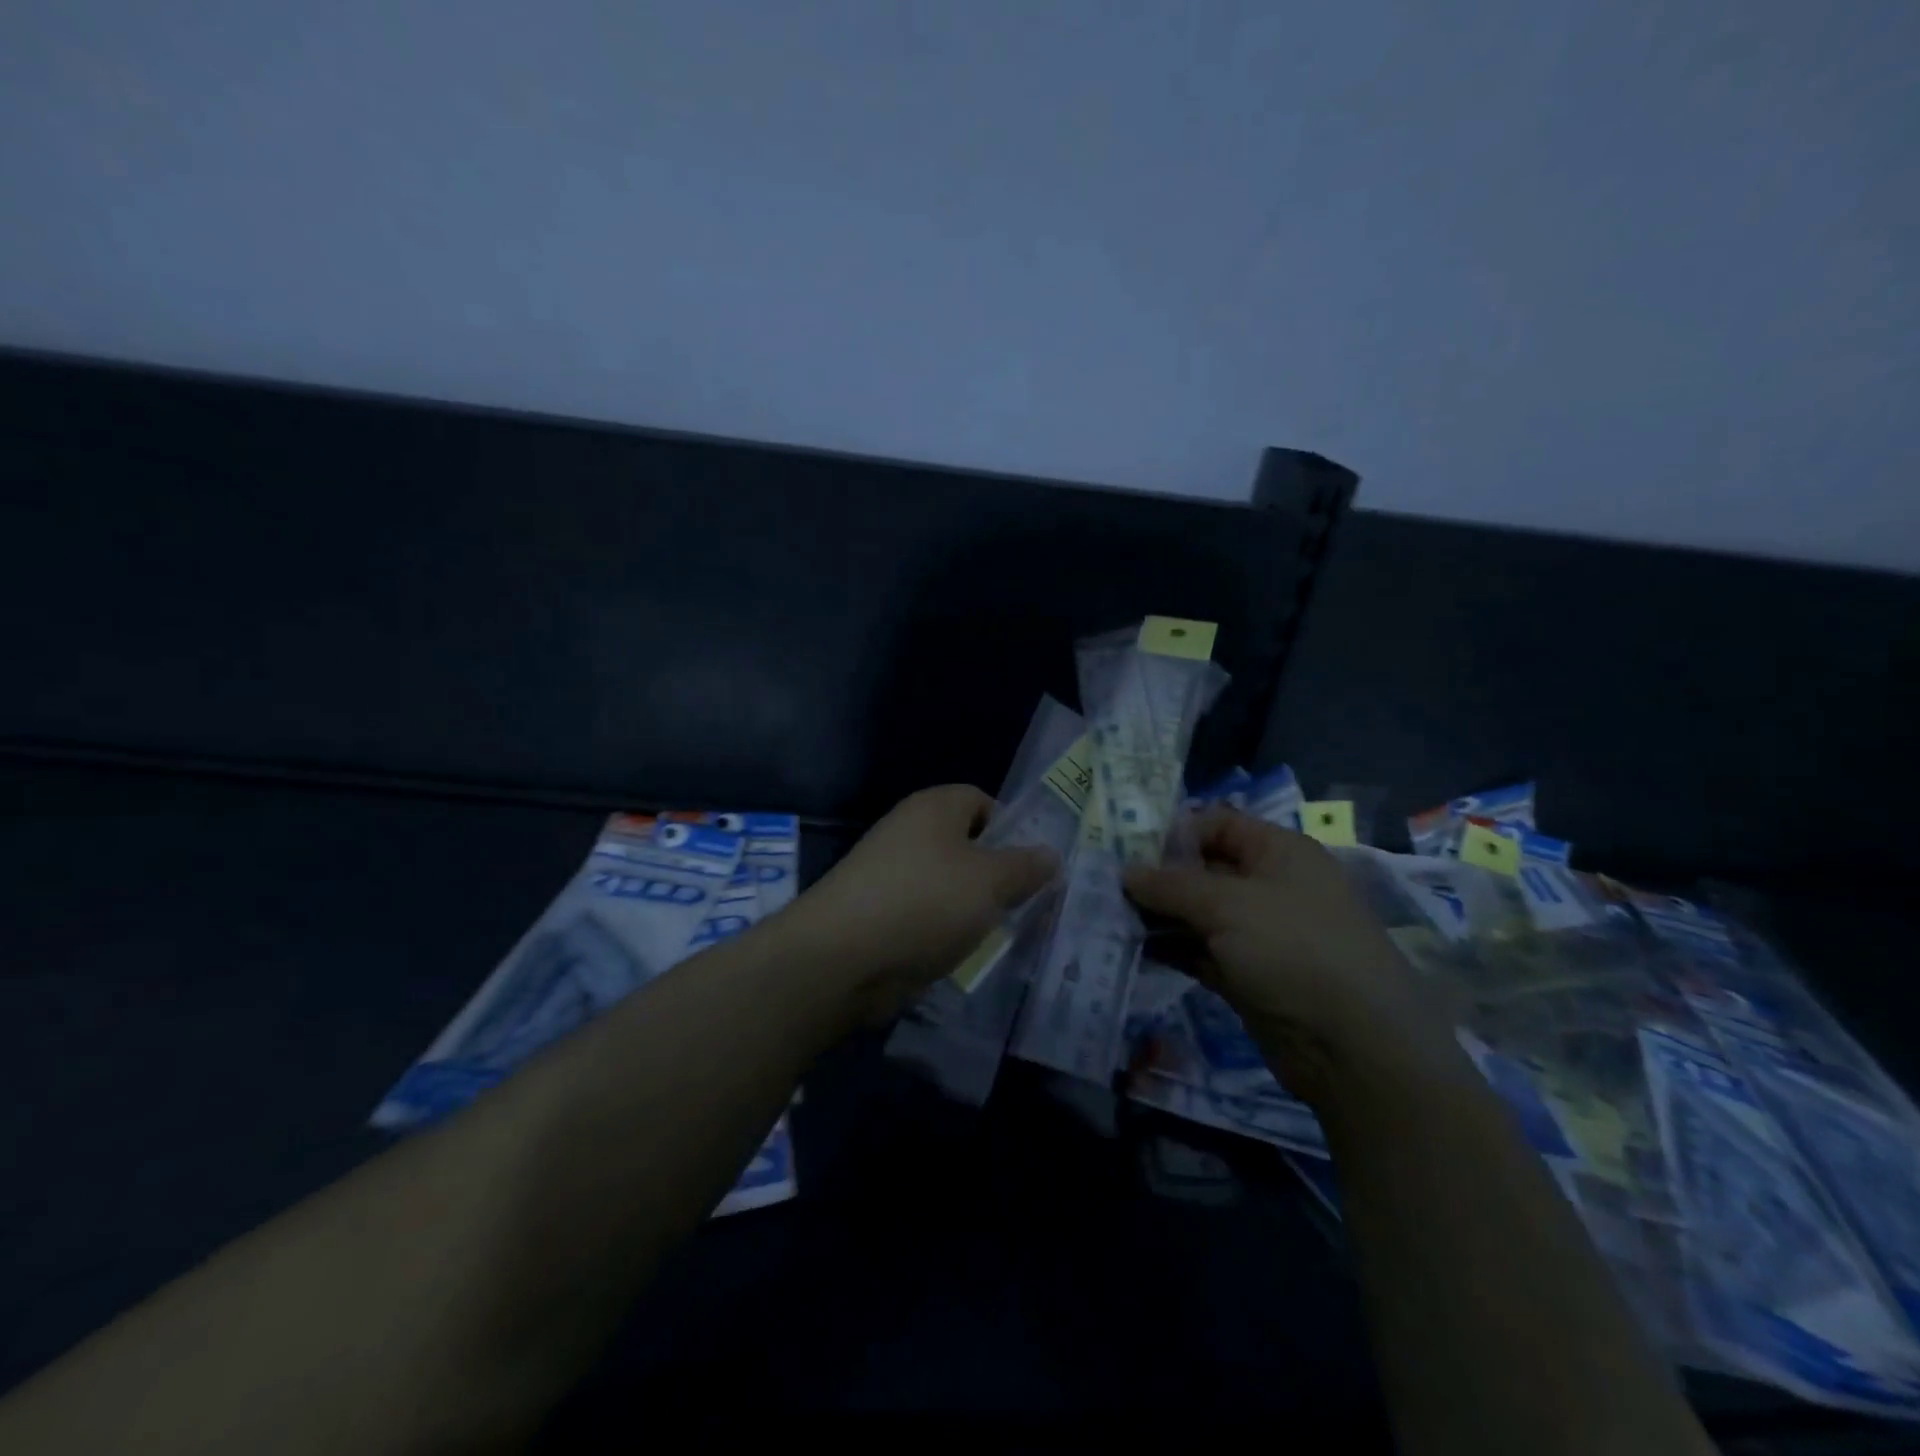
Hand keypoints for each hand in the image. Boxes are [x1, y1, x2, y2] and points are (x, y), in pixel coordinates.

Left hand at [782, 785, 1058, 1019]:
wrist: (841, 957)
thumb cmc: (924, 902)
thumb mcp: (990, 881)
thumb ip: (1025, 867)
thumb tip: (1050, 855)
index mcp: (934, 808)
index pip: (981, 801)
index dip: (1012, 828)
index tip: (1034, 866)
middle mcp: (910, 833)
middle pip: (966, 846)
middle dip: (997, 876)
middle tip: (1029, 906)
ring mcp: (891, 875)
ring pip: (948, 886)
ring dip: (973, 910)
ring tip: (1002, 936)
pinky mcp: (880, 915)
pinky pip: (926, 917)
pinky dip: (945, 933)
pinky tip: (963, 956)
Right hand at [1125, 808, 1458, 1102]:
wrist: (1354, 1050)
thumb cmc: (1294, 950)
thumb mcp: (1228, 906)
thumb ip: (1171, 885)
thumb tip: (1126, 872)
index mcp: (1279, 853)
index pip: (1217, 825)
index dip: (1174, 832)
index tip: (1127, 850)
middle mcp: (1270, 886)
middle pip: (1204, 869)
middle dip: (1158, 877)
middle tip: (1106, 886)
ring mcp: (1260, 934)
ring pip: (1198, 913)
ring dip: (1159, 915)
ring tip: (1110, 917)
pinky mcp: (1248, 975)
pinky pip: (1201, 951)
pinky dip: (1171, 948)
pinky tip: (1132, 948)